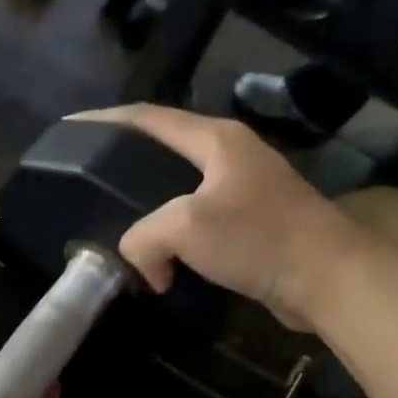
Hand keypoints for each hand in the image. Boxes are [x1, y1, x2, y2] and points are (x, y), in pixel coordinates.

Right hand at [72, 104, 363, 328]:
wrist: (326, 278)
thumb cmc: (258, 238)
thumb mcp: (185, 227)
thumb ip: (143, 237)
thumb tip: (141, 262)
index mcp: (215, 140)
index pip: (150, 118)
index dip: (107, 121)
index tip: (71, 129)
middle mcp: (230, 156)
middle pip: (164, 151)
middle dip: (126, 166)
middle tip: (89, 183)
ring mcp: (243, 190)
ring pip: (179, 192)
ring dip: (149, 211)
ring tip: (115, 222)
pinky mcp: (251, 224)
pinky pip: (196, 223)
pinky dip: (171, 238)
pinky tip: (157, 258)